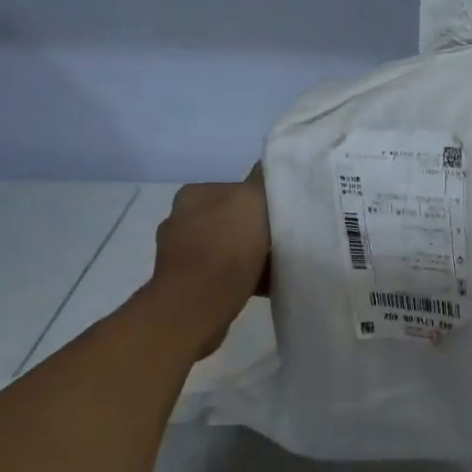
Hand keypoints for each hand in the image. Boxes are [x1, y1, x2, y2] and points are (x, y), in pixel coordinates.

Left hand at [144, 166, 269, 355]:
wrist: (196, 307)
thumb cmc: (226, 249)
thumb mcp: (252, 202)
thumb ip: (262, 180)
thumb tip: (270, 163)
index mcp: (195, 194)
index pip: (240, 189)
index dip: (267, 202)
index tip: (288, 216)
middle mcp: (183, 218)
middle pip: (237, 219)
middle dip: (261, 231)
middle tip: (289, 241)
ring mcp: (182, 253)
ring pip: (233, 248)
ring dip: (255, 257)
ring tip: (280, 268)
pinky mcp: (188, 283)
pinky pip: (226, 274)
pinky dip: (246, 278)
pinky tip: (265, 287)